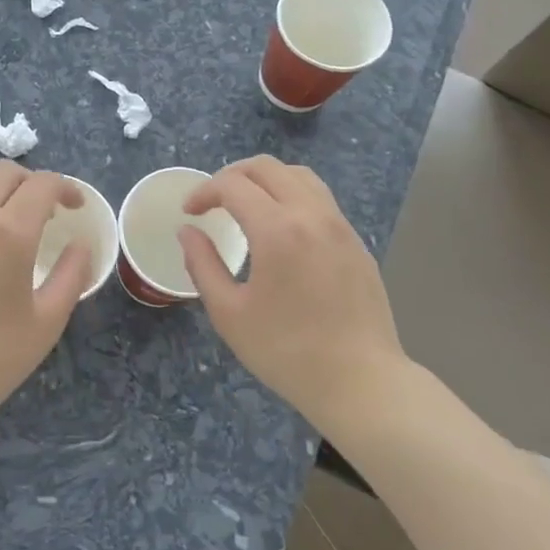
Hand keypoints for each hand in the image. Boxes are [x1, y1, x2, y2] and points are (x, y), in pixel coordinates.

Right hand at [179, 156, 403, 433]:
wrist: (361, 382)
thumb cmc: (287, 351)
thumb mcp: (229, 313)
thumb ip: (202, 264)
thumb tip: (187, 231)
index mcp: (277, 230)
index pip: (232, 185)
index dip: (203, 191)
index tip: (189, 212)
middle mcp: (311, 214)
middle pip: (267, 167)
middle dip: (231, 175)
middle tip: (212, 201)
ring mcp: (339, 225)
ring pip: (299, 176)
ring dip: (265, 180)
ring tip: (246, 204)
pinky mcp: (356, 241)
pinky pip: (320, 199)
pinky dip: (291, 195)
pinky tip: (281, 227)